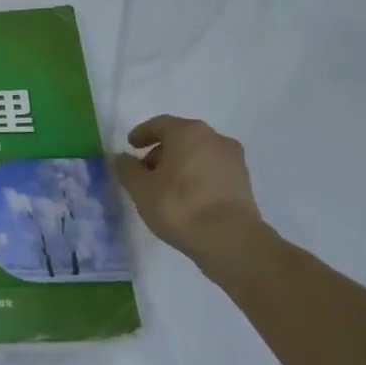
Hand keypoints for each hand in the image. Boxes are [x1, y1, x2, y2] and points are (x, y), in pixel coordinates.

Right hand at [110, 116, 265, 261]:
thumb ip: (127, 169)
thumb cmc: (180, 206)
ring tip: (165, 188)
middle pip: (181, 138)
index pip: (159, 124)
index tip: (130, 146)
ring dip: (180, 164)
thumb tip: (121, 158)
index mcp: (188, 132)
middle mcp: (214, 138)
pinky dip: (197, 177)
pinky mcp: (244, 182)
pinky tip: (186, 198)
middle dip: (161, 151)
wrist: (231, 240)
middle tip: (145, 170)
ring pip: (199, 154)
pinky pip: (212, 171)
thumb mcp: (141, 188)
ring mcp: (233, 160)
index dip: (142, 134)